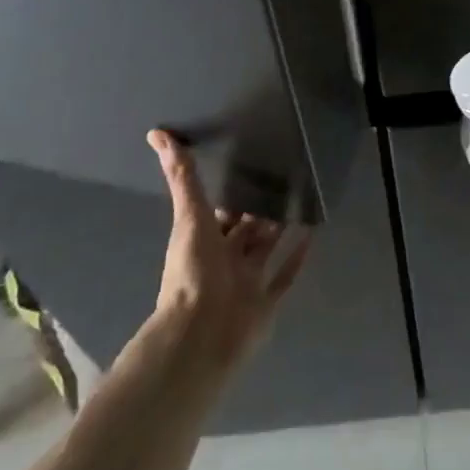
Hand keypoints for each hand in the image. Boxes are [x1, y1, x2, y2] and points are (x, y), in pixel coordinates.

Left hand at [146, 129, 309, 370]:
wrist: (202, 335)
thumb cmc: (193, 272)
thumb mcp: (189, 216)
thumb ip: (181, 177)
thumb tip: (157, 134)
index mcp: (203, 242)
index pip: (219, 213)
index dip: (232, 192)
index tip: (250, 164)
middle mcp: (224, 261)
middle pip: (244, 231)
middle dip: (259, 209)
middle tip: (284, 177)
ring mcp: (246, 283)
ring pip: (265, 250)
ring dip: (280, 229)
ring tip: (302, 198)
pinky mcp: (266, 303)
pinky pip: (284, 277)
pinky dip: (297, 257)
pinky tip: (312, 235)